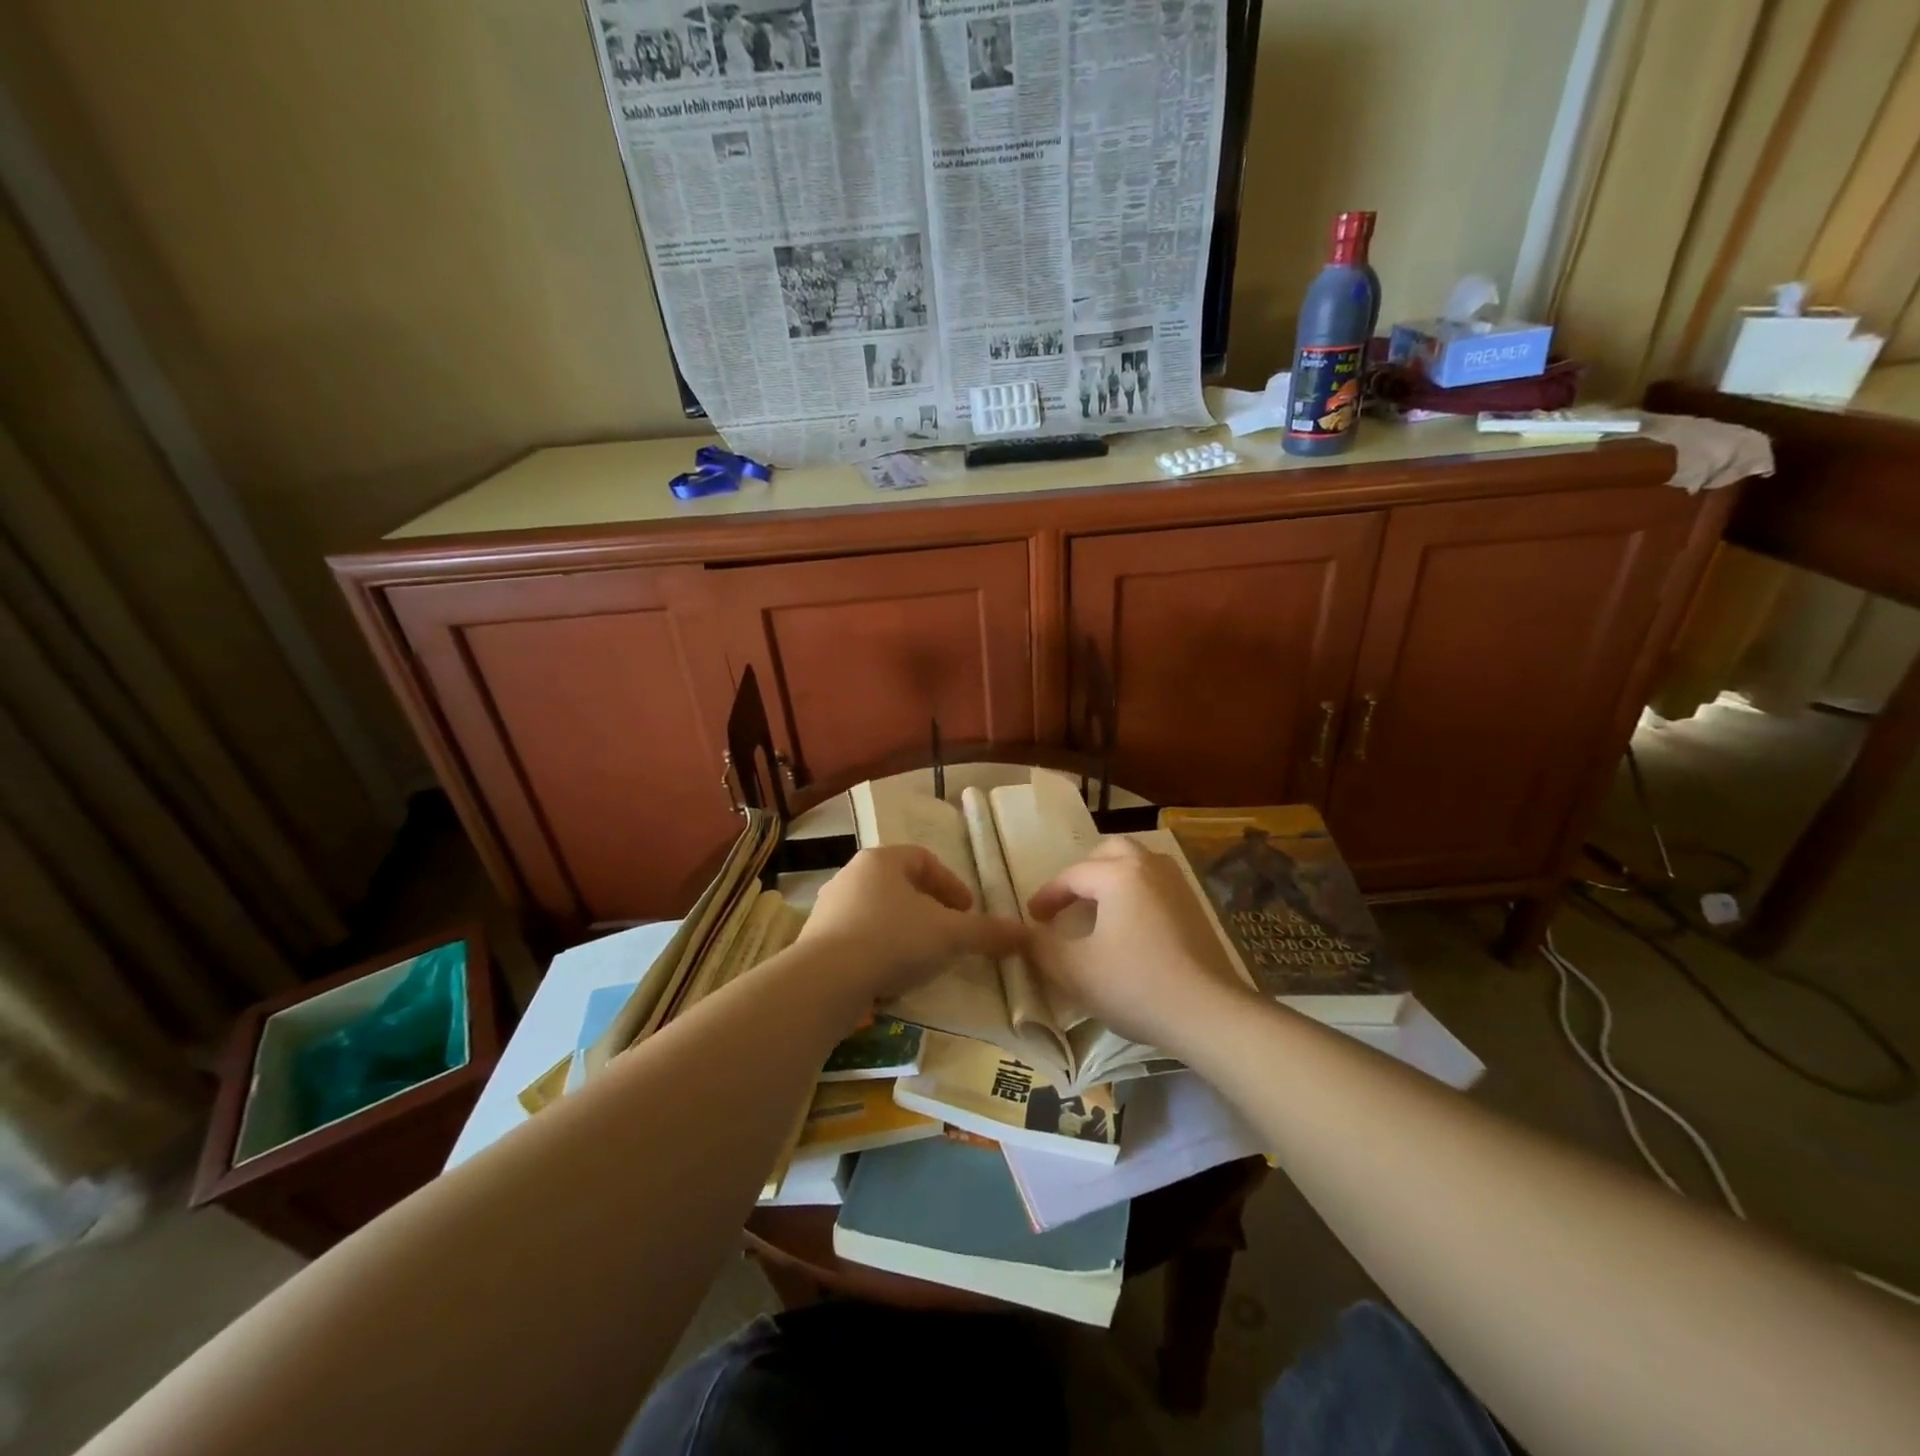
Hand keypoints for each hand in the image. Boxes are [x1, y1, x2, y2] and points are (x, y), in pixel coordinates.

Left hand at [798, 845, 1026, 1001]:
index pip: (924, 859)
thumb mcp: (950, 935)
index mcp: (882, 860)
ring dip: (903, 932)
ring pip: (877, 913)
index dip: (951, 884)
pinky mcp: (815, 941)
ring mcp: (828, 908)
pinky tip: (890, 977)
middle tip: (949, 934)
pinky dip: (879, 952)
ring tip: (922, 959)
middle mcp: (851, 876)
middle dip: (929, 909)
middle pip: (900, 886)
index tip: (968, 911)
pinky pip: (857, 939)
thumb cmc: (892, 940)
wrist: (824, 981)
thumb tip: (1026, 934)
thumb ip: (987, 933)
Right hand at [1026, 837, 1248, 1047]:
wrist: (1208, 1013)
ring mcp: (1178, 886)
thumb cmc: (1134, 984)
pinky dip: (1136, 893)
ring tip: (1099, 909)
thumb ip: (1040, 947)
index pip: (1072, 876)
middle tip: (1069, 901)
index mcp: (1118, 874)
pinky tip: (1131, 927)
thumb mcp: (1074, 970)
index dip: (1047, 896)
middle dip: (1084, 872)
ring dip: (1113, 878)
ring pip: (1139, 864)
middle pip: (1111, 852)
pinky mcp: (1197, 909)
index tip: (1033, 918)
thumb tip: (1025, 934)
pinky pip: (1157, 885)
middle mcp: (1150, 867)